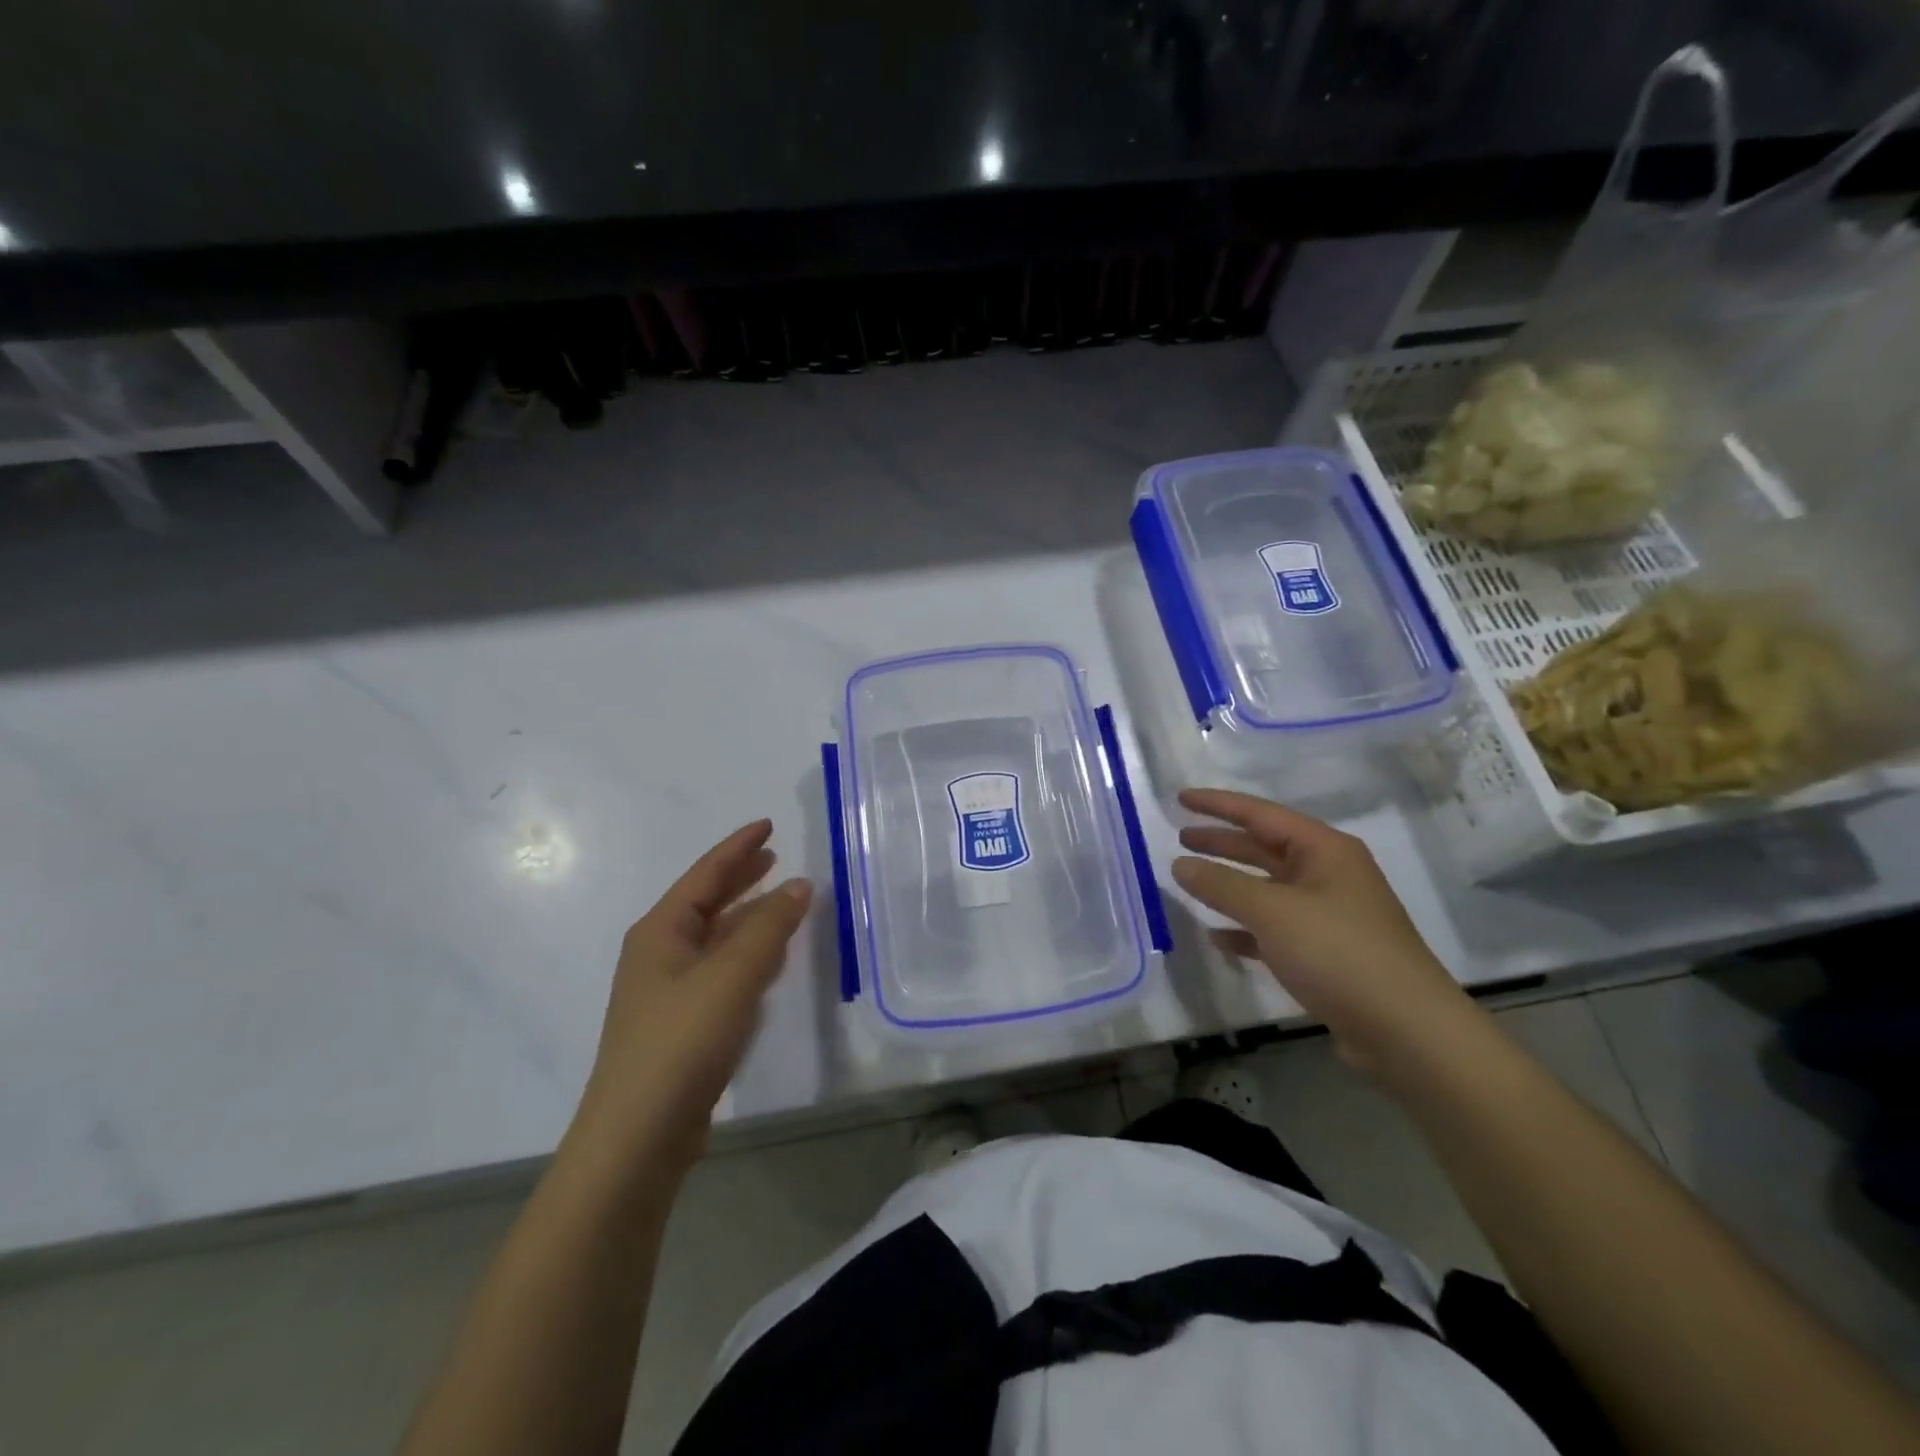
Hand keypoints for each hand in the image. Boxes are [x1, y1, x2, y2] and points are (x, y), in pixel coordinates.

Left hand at [572, 820, 811, 1172]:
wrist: (637, 1139)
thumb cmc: (681, 1043)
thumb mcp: (731, 977)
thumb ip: (768, 927)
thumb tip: (800, 884)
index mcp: (661, 932)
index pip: (705, 874)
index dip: (739, 848)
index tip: (768, 825)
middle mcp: (659, 955)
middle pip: (706, 902)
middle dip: (741, 878)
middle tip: (776, 857)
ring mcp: (668, 993)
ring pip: (715, 939)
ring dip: (747, 916)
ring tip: (781, 901)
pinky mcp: (682, 1026)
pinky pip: (720, 972)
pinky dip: (746, 955)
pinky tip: (768, 961)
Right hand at [1172, 788, 1477, 1074]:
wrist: (1407, 1031)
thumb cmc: (1339, 953)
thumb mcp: (1272, 912)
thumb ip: (1221, 885)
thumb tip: (1179, 864)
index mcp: (1324, 851)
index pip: (1260, 814)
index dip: (1218, 804)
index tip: (1180, 797)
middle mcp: (1328, 875)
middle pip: (1264, 848)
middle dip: (1222, 842)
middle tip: (1180, 837)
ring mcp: (1328, 915)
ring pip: (1267, 888)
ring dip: (1229, 884)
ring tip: (1189, 880)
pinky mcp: (1325, 954)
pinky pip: (1274, 929)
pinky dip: (1244, 928)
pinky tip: (1217, 937)